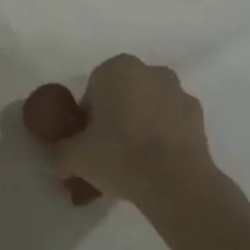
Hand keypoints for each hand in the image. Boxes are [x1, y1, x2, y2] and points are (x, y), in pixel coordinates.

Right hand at [48, 54, 215, 205]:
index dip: (88, 117)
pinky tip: (158, 165)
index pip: (94, 88)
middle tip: (109, 152)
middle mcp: (148, 70)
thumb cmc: (120, 155)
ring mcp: (178, 91)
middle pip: (123, 93)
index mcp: (116, 68)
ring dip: (143, 124)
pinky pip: (173, 122)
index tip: (88, 143)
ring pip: (150, 105)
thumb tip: (51, 158)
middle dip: (116, 116)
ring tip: (136, 162)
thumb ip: (58, 153)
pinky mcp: (199, 116)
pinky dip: (165, 136)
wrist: (176, 181)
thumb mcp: (75, 157)